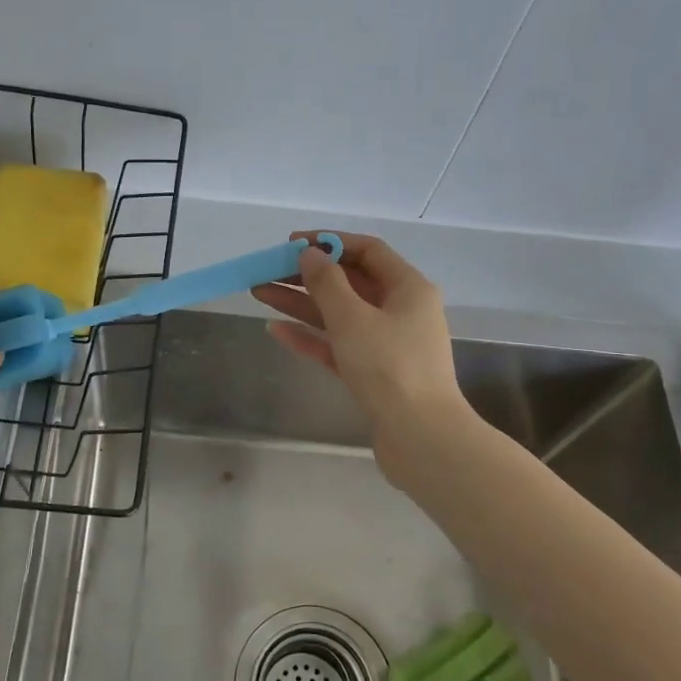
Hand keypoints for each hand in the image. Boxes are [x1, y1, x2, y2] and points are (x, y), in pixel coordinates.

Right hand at [253, 232, 472, 485]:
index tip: (291, 244)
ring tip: (259, 293)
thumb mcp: (353, 318)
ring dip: (301, 303)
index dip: (329, 242)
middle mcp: (400, 311)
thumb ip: (327, 283)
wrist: (420, 438)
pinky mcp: (373, 373)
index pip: (367, 250)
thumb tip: (310, 254)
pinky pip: (337, 345)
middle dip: (307, 275)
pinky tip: (276, 330)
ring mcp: (387, 344)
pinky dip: (310, 337)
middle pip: (349, 282)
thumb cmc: (390, 368)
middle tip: (266, 270)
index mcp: (408, 288)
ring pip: (338, 314)